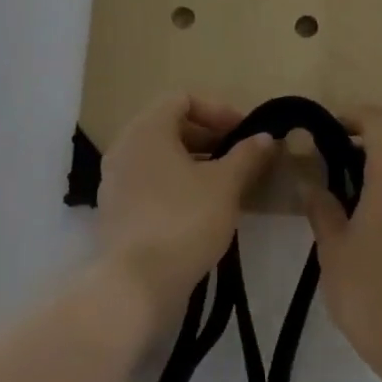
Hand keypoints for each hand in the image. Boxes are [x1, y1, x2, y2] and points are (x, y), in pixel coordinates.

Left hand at [98, 95, 276, 327]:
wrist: (137, 283)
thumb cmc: (185, 220)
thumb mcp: (226, 184)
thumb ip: (247, 155)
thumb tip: (265, 137)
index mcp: (146, 129)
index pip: (182, 98)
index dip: (218, 110)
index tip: (245, 134)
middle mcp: (124, 148)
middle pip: (170, 127)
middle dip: (209, 138)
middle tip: (241, 159)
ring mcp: (115, 182)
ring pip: (161, 159)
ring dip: (195, 164)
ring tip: (228, 186)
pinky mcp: (117, 212)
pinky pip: (151, 184)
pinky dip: (177, 186)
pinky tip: (203, 211)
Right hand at [302, 110, 381, 381]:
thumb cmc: (370, 290)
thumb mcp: (333, 245)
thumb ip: (320, 202)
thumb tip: (306, 173)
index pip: (379, 121)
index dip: (350, 117)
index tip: (322, 131)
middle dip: (362, 145)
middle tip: (325, 165)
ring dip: (381, 169)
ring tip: (345, 195)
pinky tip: (371, 220)